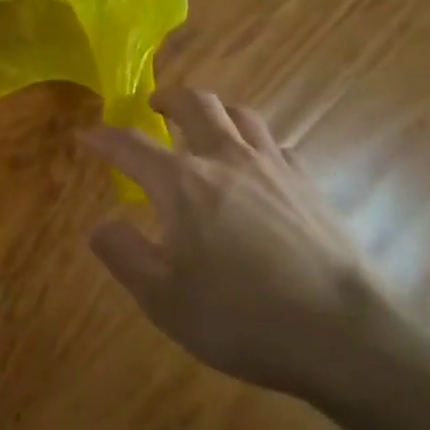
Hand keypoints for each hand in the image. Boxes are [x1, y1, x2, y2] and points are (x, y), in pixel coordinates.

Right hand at [81, 87, 397, 401]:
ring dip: (216, 110)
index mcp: (183, 183)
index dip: (103, 138)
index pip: (131, 145)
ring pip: (241, 114)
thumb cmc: (242, 316)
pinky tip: (258, 165)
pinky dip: (257, 143)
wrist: (343, 331)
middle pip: (196, 105)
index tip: (86, 136)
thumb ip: (124, 255)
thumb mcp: (164, 299)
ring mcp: (274, 166)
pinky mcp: (309, 183)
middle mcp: (226, 159)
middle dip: (169, 97)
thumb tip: (98, 225)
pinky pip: (277, 144)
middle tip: (155, 105)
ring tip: (206, 122)